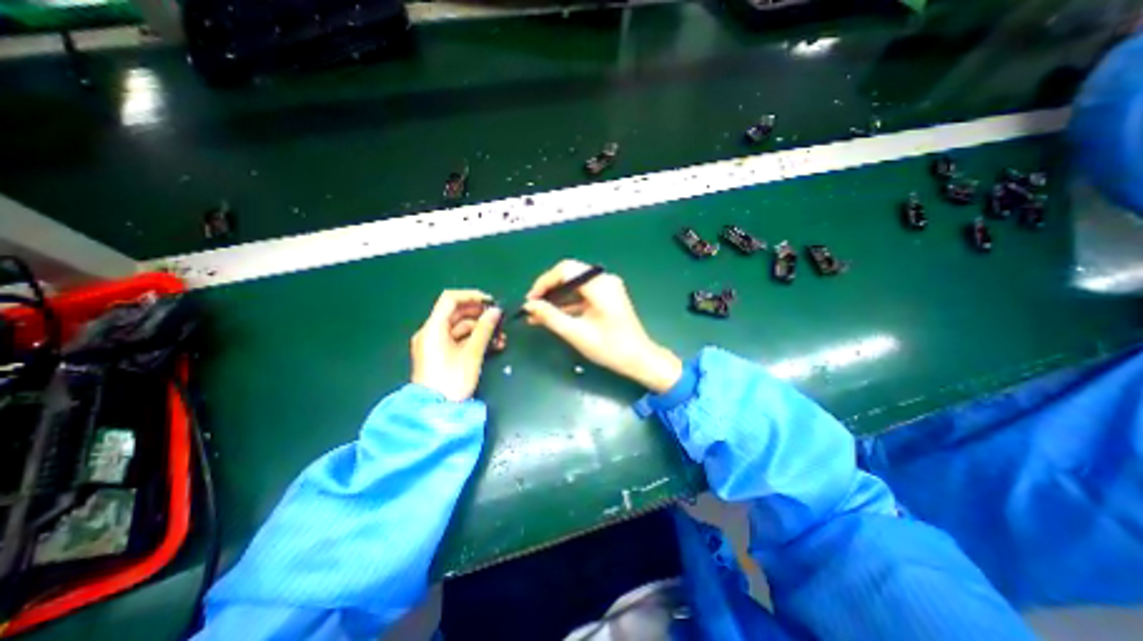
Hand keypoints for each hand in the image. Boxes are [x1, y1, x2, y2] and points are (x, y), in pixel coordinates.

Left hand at [408, 287, 500, 400]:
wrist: (435, 412)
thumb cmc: (452, 380)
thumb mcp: (472, 353)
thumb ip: (485, 329)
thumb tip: (496, 311)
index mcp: (433, 328)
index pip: (450, 299)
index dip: (472, 296)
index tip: (491, 302)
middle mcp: (431, 332)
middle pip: (456, 314)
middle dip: (480, 315)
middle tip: (500, 320)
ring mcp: (435, 345)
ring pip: (461, 329)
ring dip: (482, 330)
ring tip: (502, 338)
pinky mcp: (441, 356)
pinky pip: (459, 341)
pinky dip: (475, 340)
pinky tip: (494, 346)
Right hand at [525, 259, 676, 389]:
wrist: (638, 359)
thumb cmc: (610, 348)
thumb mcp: (576, 333)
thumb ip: (550, 317)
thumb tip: (529, 305)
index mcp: (600, 285)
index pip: (565, 270)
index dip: (544, 282)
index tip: (530, 300)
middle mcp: (604, 280)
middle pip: (569, 275)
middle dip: (548, 290)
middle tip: (532, 307)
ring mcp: (607, 287)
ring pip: (574, 285)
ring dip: (556, 298)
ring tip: (537, 314)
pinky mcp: (606, 297)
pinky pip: (582, 294)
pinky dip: (567, 303)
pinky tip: (552, 316)